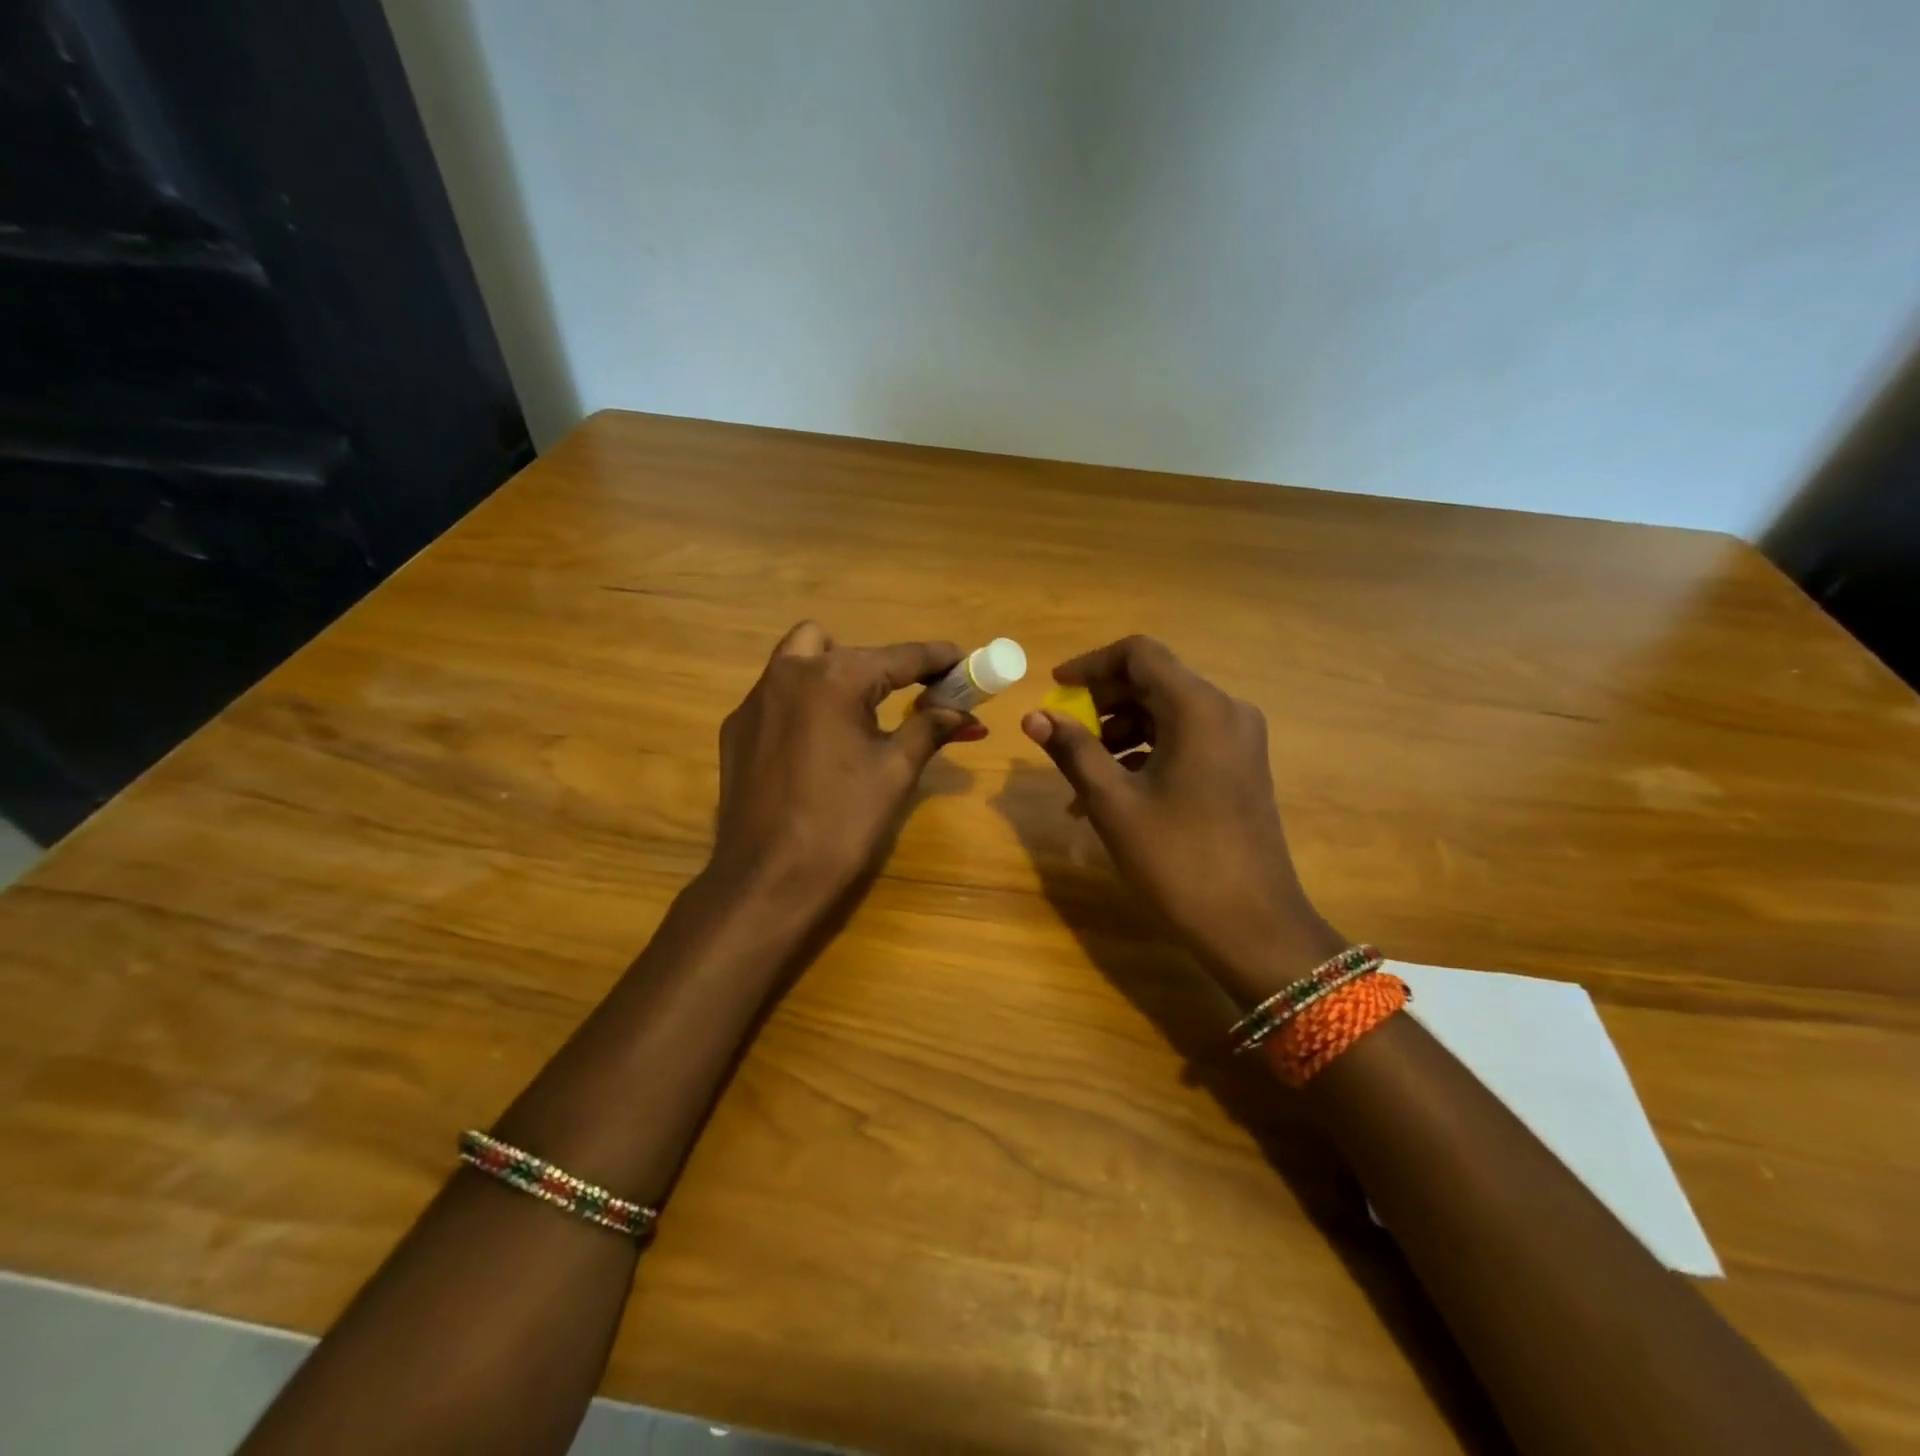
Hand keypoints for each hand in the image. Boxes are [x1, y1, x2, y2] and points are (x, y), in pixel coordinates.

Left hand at [712, 622, 982, 908]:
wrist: (768, 880)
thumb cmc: (842, 823)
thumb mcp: (895, 772)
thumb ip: (929, 729)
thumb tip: (965, 714)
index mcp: (835, 678)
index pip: (900, 657)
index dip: (937, 658)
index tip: (964, 660)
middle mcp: (789, 673)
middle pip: (843, 647)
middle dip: (877, 666)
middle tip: (903, 700)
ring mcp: (754, 700)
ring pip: (798, 659)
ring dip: (833, 673)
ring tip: (856, 716)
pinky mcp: (735, 728)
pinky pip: (775, 695)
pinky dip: (803, 703)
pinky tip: (815, 747)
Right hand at [1021, 636, 1344, 1004]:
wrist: (1252, 926)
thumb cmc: (1177, 860)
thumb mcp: (1114, 803)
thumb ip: (1073, 750)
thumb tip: (1033, 716)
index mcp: (1199, 707)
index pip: (1139, 654)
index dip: (1091, 664)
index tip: (1055, 688)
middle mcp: (1225, 711)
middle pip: (1153, 682)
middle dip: (1101, 704)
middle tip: (1062, 735)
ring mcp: (1237, 741)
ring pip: (1166, 714)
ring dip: (1118, 734)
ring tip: (1079, 778)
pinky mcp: (1239, 768)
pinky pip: (1183, 742)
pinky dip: (1144, 755)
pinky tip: (1111, 795)